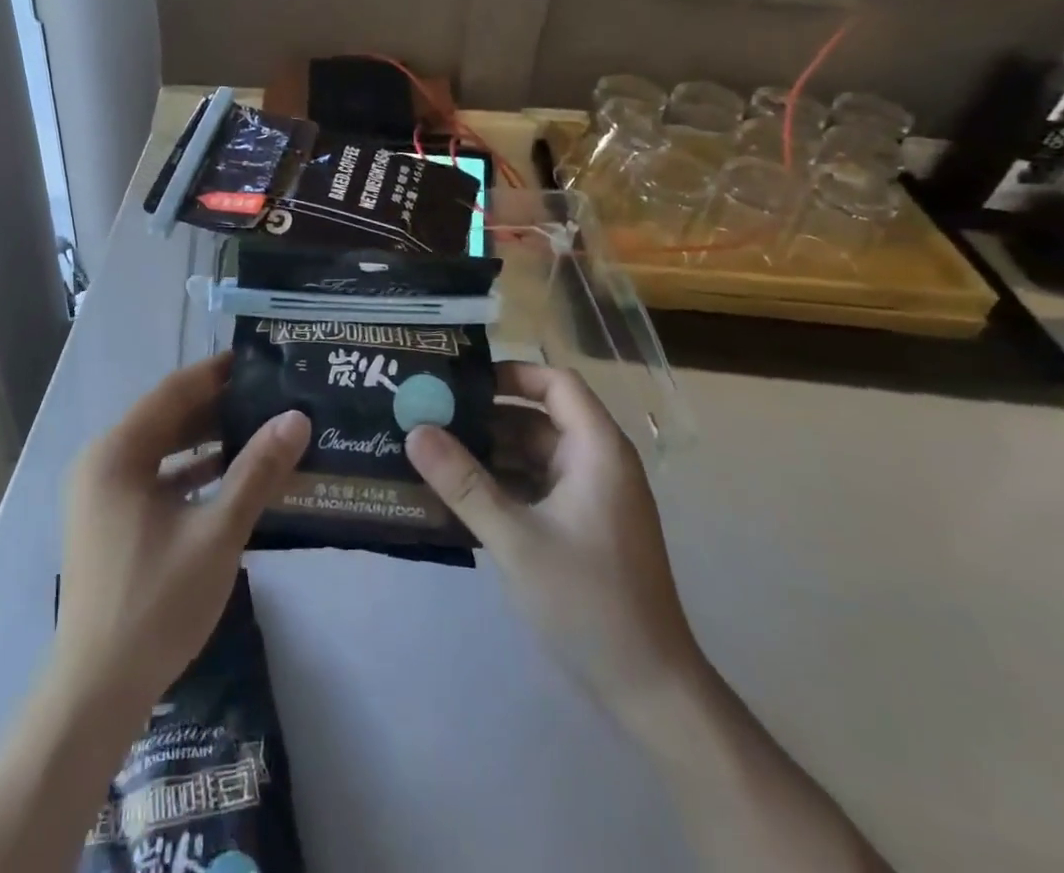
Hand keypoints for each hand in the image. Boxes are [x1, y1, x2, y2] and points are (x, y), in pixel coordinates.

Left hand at [53, 353, 309, 712]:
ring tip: (260, 428)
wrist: (98, 691)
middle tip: (269, 394)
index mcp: (116, 453)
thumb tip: (296, 418)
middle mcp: (102, 463)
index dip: (216, 373)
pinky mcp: (111, 521)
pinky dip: (191, 473)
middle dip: (217, 406)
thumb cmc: (155, 603)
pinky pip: (155, 479)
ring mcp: (103, 495)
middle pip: (167, 418)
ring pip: (162, 450)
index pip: (173, 392)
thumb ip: (256, 472)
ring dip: (207, 440)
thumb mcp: (216, 533)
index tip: (259, 359)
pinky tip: (232, 477)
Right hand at [406, 362, 700, 710]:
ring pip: (533, 453)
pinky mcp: (581, 525)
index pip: (555, 383)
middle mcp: (597, 463)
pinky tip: (457, 494)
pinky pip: (535, 485)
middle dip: (486, 416)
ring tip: (432, 450)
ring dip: (488, 452)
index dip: (510, 374)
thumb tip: (415, 430)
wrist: (649, 690)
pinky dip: (501, 483)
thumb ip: (463, 483)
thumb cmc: (588, 602)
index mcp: (597, 450)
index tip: (460, 382)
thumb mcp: (517, 539)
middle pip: (538, 417)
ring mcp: (591, 496)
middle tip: (430, 415)